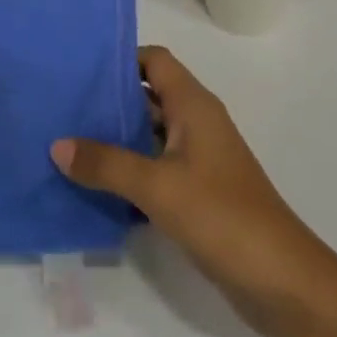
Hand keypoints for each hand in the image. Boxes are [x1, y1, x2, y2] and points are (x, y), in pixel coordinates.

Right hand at [52, 47, 336, 336]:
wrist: (278, 276)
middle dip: (108, 101)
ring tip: (66, 145)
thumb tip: (58, 144)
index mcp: (194, 104)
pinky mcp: (197, 191)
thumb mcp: (157, 186)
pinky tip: (94, 187)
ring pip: (149, 134)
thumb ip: (107, 164)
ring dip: (115, 139)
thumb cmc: (220, 215)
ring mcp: (198, 158)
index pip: (155, 61)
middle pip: (148, 96)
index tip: (79, 70)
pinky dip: (129, 171)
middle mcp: (196, 122)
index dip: (120, 59)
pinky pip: (155, 167)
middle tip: (61, 108)